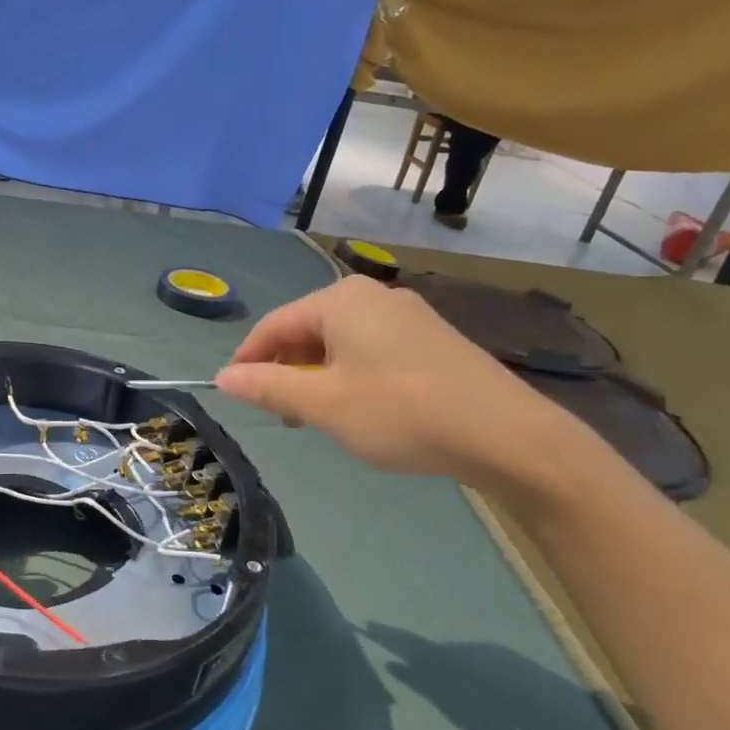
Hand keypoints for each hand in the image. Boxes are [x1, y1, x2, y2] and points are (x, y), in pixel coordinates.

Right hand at [213, 276, 577, 488]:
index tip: (234, 392)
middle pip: (308, 330)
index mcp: (341, 300)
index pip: (275, 325)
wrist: (505, 434)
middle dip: (287, 370)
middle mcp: (373, 295)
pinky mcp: (433, 338)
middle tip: (283, 415)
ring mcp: (408, 314)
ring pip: (341, 342)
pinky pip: (372, 349)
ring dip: (318, 376)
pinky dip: (352, 375)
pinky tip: (362, 408)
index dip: (248, 358)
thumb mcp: (323, 405)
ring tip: (320, 417)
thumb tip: (224, 377)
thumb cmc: (401, 412)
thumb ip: (268, 387)